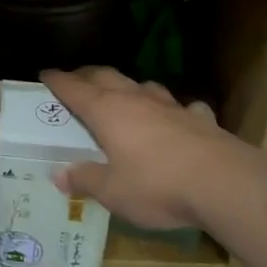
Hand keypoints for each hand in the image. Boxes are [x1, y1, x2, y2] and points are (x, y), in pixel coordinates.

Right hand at [42, 67, 236, 231]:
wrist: (222, 182)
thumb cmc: (156, 185)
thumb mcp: (113, 192)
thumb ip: (85, 180)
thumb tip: (59, 174)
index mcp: (106, 111)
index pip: (74, 88)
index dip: (57, 80)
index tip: (44, 74)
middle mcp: (135, 99)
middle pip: (105, 76)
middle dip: (87, 75)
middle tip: (76, 80)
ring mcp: (169, 105)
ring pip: (142, 85)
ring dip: (128, 87)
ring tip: (123, 94)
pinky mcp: (199, 117)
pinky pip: (181, 107)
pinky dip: (173, 110)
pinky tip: (178, 118)